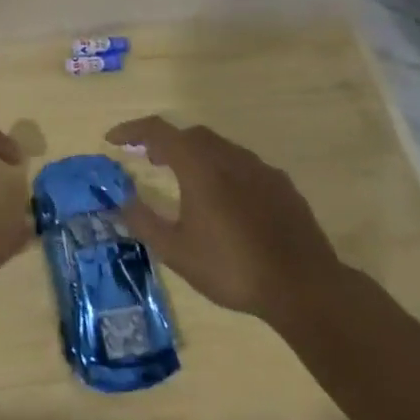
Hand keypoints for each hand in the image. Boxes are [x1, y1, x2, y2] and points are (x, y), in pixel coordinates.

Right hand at [105, 115, 345, 324]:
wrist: (306, 288)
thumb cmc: (232, 268)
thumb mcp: (176, 252)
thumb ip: (145, 222)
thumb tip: (123, 201)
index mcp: (199, 167)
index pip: (159, 131)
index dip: (132, 130)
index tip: (113, 140)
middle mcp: (229, 158)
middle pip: (191, 135)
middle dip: (166, 142)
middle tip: (150, 160)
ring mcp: (261, 170)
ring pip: (220, 148)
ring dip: (196, 155)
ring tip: (185, 180)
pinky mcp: (283, 186)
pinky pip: (244, 166)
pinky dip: (223, 170)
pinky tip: (226, 200)